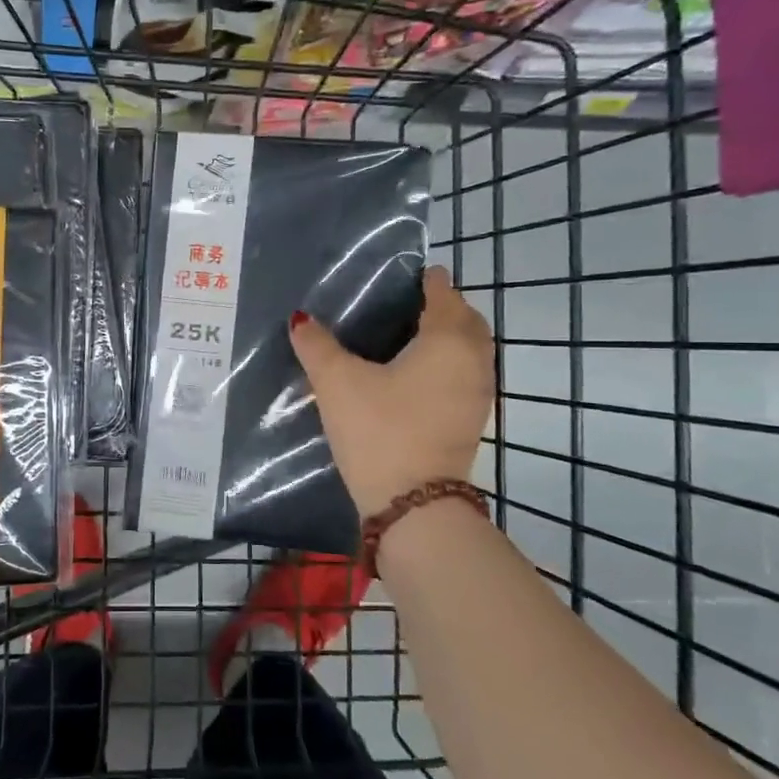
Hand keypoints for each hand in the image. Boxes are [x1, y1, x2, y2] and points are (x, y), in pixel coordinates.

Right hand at [289, 267, 495, 519]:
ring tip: (412, 335)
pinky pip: (466, 375)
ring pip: (471, 351)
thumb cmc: (379, 430)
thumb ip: (317, 346)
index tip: (410, 274)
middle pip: (466, 320)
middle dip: (445, 306)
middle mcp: (473, 361)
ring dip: (451, 336)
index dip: (428, 281)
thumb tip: (300, 320)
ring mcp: (478, 394)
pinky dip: (449, 364)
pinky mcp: (471, 421)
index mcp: (448, 341)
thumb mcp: (337, 383)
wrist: (413, 505)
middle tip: (410, 302)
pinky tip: (417, 375)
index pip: (444, 295)